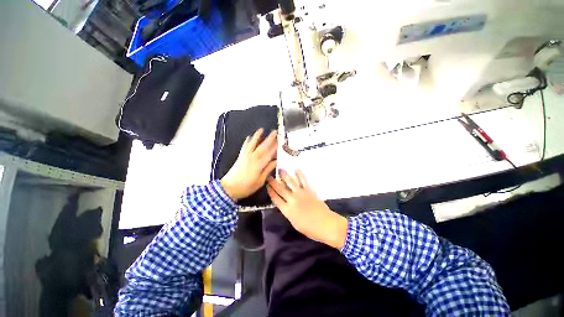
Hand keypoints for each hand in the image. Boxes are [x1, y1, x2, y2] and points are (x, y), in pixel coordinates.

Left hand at [220, 129, 277, 200]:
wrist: (229, 188)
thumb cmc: (246, 187)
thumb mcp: (260, 181)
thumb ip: (268, 170)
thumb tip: (276, 161)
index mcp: (259, 164)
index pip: (269, 153)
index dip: (276, 146)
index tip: (281, 141)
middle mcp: (252, 158)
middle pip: (262, 146)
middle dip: (269, 138)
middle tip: (275, 131)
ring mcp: (245, 156)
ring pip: (253, 144)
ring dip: (257, 136)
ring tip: (261, 129)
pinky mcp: (240, 156)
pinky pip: (244, 146)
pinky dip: (247, 141)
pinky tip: (249, 137)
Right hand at [266, 170, 347, 248]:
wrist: (326, 224)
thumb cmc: (310, 228)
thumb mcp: (295, 223)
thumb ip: (288, 212)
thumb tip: (284, 204)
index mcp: (287, 210)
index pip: (275, 198)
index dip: (270, 191)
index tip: (267, 185)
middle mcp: (292, 200)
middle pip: (280, 189)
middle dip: (273, 182)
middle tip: (269, 176)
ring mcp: (301, 194)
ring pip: (290, 182)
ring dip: (285, 175)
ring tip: (280, 169)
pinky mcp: (309, 190)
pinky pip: (303, 181)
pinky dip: (300, 174)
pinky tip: (296, 169)